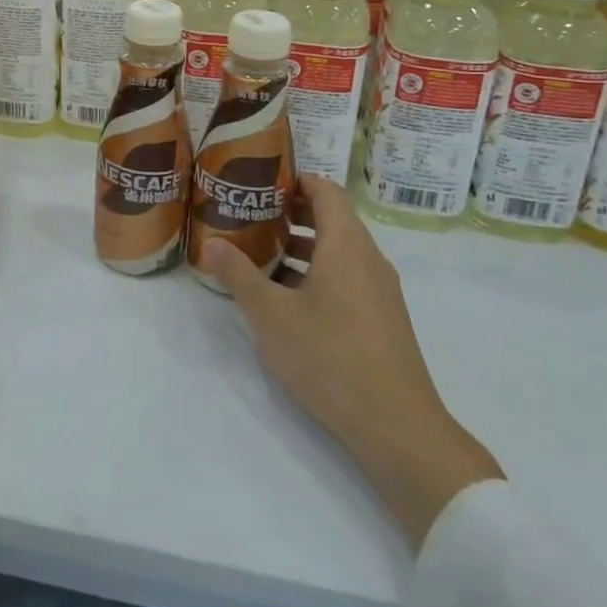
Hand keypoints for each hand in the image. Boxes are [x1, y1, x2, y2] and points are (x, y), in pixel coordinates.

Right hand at [203, 174, 501, 549]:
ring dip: (302, 245)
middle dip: (291, 213)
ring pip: (338, 250)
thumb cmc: (330, 356)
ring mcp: (380, 290)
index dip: (296, 180)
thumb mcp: (271, 314)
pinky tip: (286, 297)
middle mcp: (368, 259)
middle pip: (332, 218)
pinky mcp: (381, 318)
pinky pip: (347, 276)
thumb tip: (210, 244)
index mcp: (346, 245)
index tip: (261, 182)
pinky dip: (316, 271)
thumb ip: (238, 275)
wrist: (397, 426)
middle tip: (250, 214)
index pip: (326, 191)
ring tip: (260, 252)